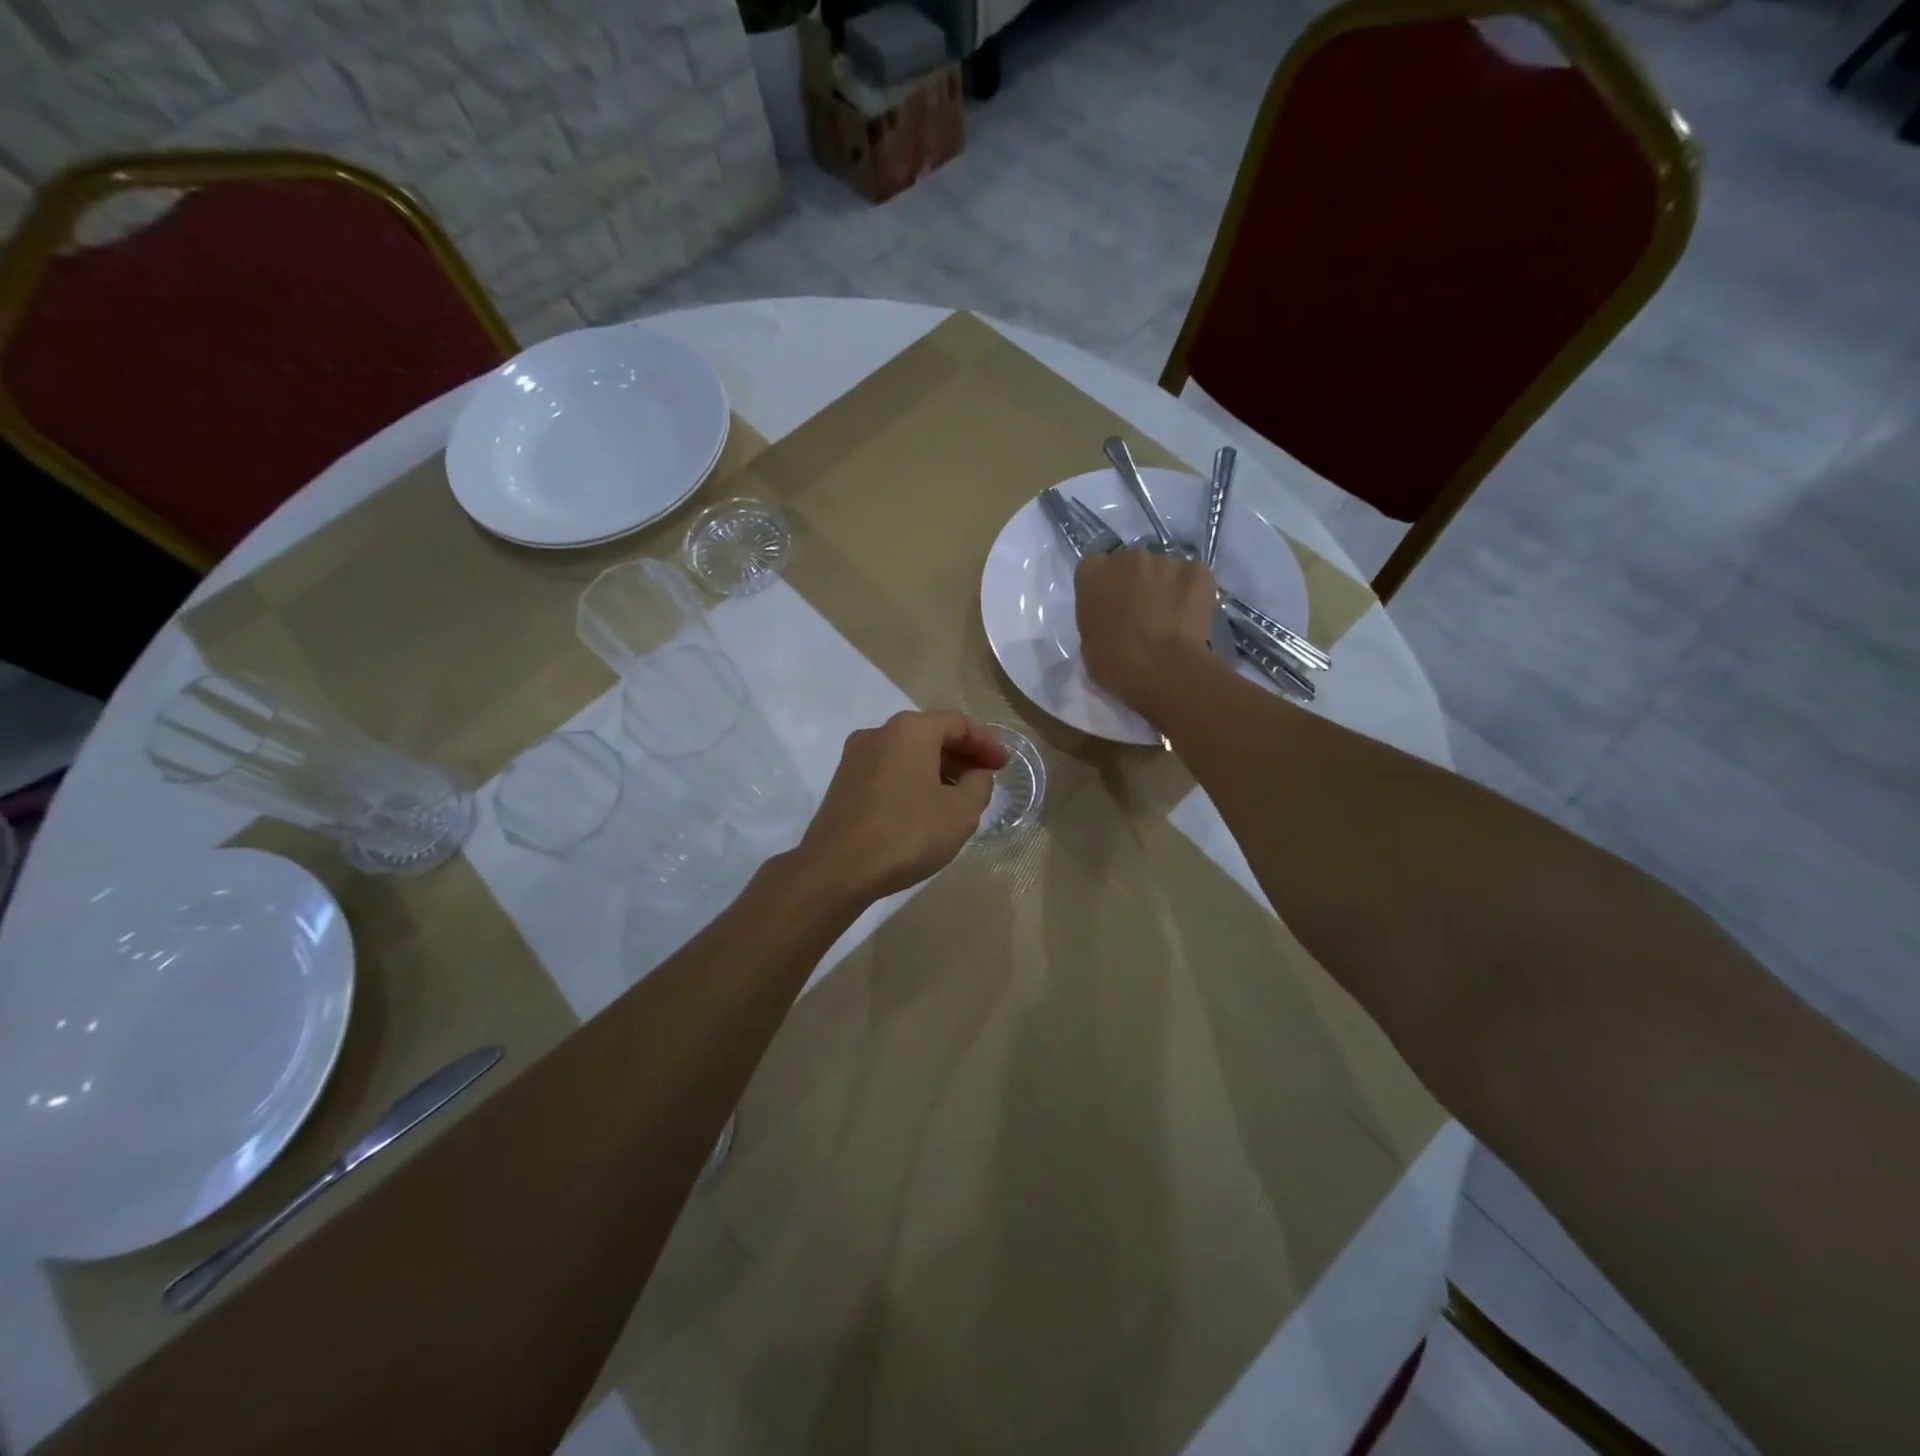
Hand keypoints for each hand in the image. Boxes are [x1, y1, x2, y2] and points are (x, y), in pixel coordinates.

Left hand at [795, 711, 1009, 901]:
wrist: (837, 868)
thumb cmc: (907, 832)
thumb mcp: (961, 812)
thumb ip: (979, 786)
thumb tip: (976, 776)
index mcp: (910, 729)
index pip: (958, 723)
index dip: (987, 743)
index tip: (1004, 765)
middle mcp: (879, 733)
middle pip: (930, 734)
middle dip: (962, 755)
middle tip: (985, 779)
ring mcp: (856, 758)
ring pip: (908, 753)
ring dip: (937, 769)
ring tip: (959, 797)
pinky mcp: (843, 783)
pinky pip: (889, 771)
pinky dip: (913, 780)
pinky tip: (925, 807)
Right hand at [1075, 549, 1219, 717]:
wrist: (1162, 670)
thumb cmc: (1115, 663)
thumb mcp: (1088, 643)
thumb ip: (1097, 618)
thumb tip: (1112, 618)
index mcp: (1092, 572)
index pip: (1095, 567)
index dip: (1105, 587)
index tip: (1111, 606)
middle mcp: (1127, 557)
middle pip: (1131, 564)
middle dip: (1135, 583)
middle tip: (1142, 613)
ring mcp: (1165, 560)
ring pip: (1164, 570)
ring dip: (1164, 587)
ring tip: (1170, 618)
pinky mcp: (1197, 570)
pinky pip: (1192, 578)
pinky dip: (1192, 593)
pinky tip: (1191, 618)